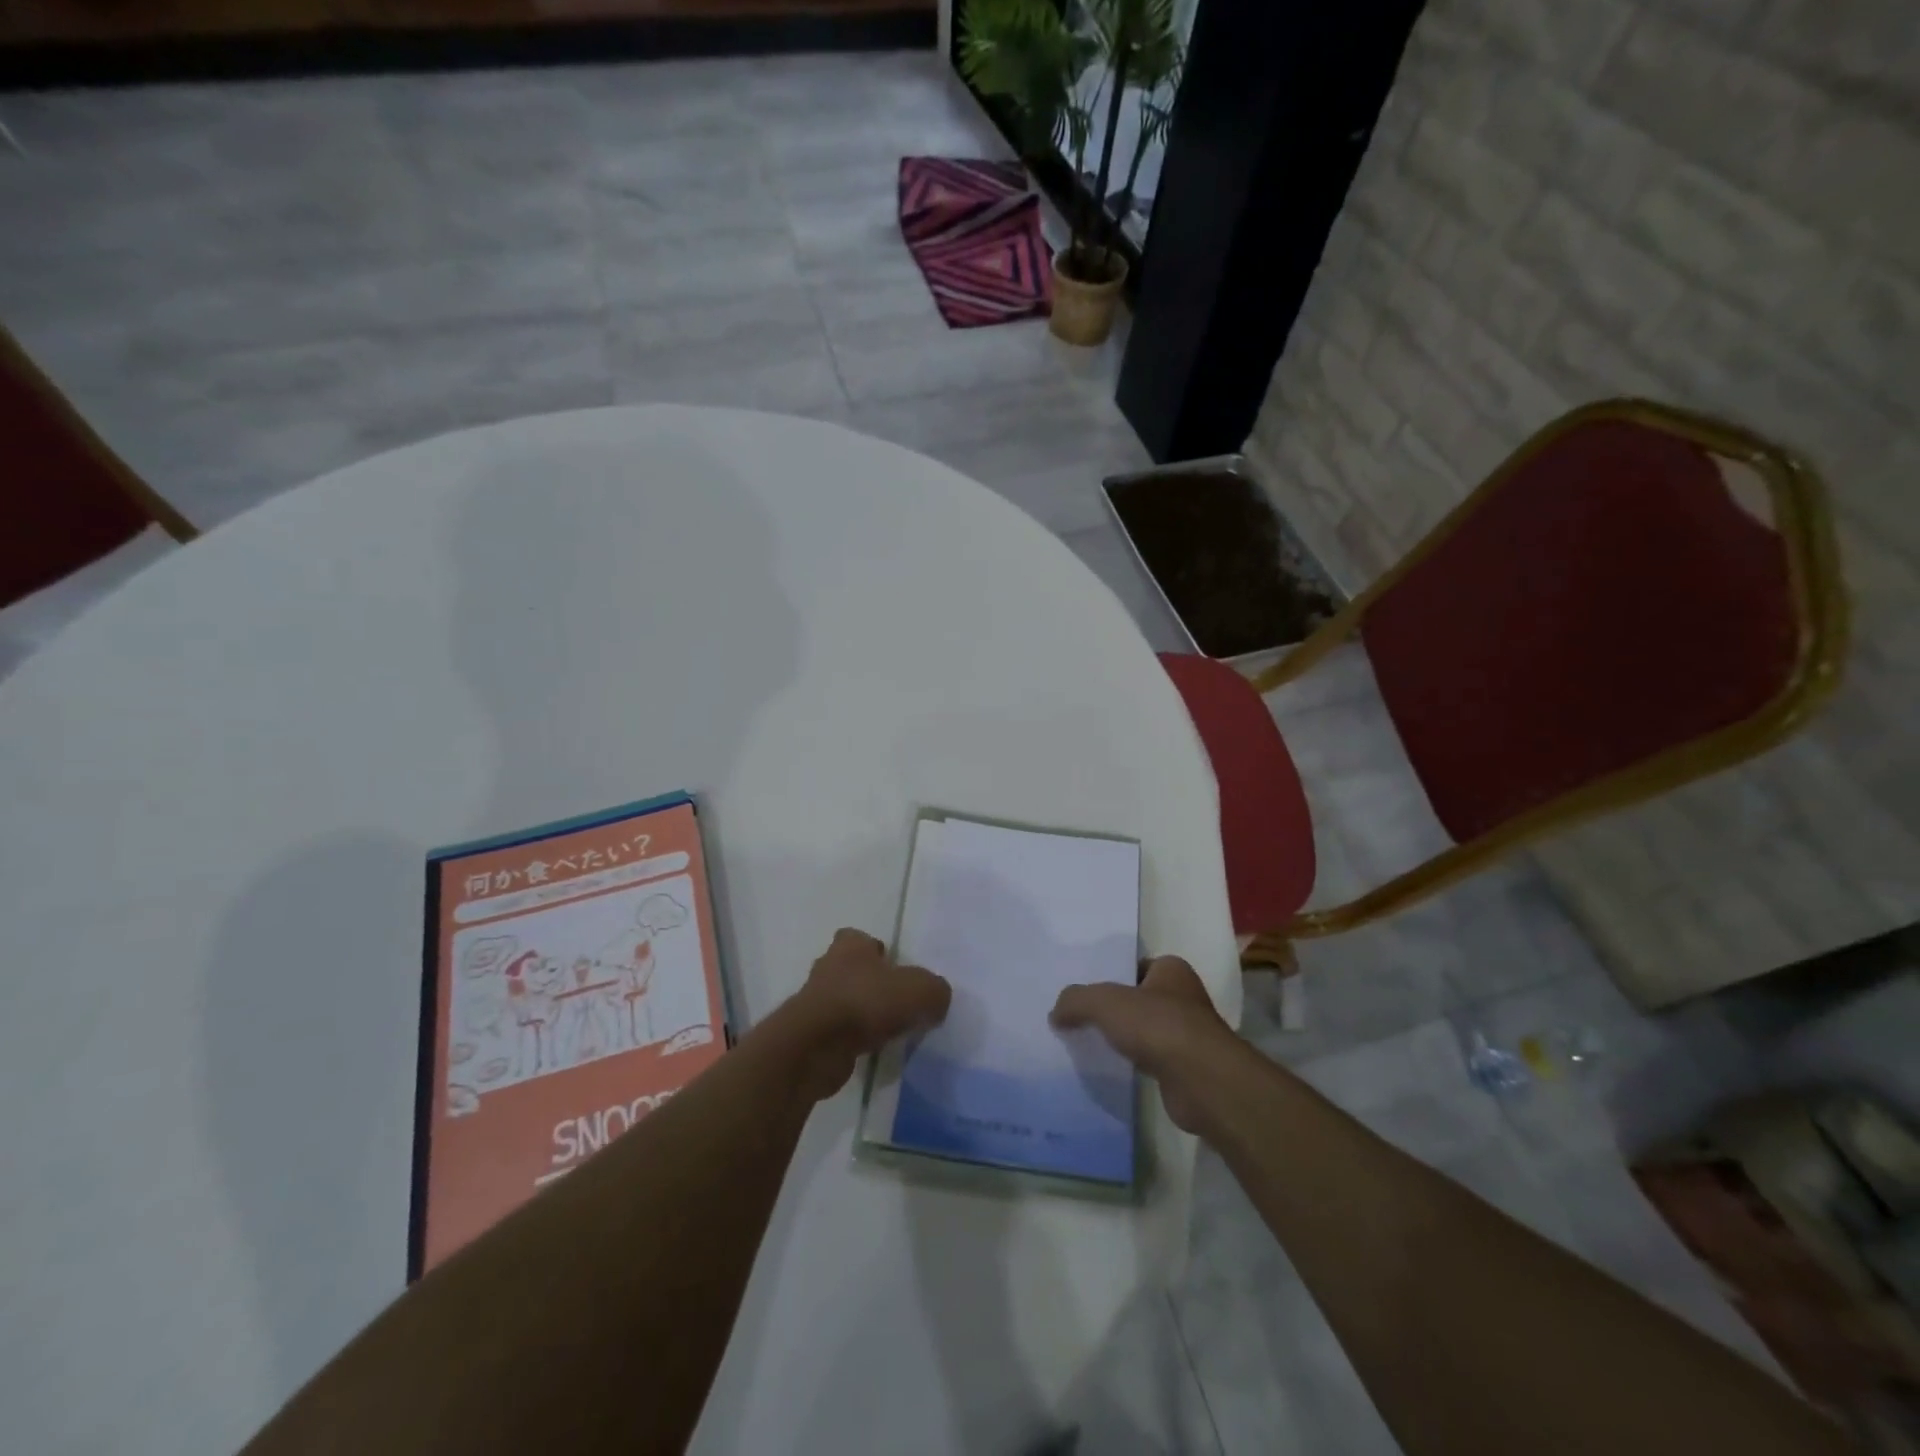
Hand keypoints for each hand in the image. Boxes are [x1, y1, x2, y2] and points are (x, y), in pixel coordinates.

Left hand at [787, 929, 950, 1099]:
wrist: (815, 1046)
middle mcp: (828, 967)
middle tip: (897, 1002)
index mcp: (850, 945)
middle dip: (870, 983)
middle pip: (852, 969)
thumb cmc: (866, 1002)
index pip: (860, 938)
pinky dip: (851, 1040)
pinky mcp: (809, 1033)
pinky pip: (837, 1032)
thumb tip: (937, 1000)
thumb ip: (935, 991)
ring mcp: (815, 1001)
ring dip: (861, 1013)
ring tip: (888, 1031)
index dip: (877, 951)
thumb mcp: (920, 991)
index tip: (895, 970)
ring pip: (844, 1001)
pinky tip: (871, 1051)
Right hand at [1050, 956, 1237, 1133]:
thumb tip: (1055, 1013)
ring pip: (1145, 1031)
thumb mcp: (1104, 1002)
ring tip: (1088, 1044)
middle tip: (1079, 1017)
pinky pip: (1151, 1060)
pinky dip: (1133, 1063)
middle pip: (1139, 999)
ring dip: (1124, 1038)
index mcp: (1172, 970)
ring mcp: (1188, 1035)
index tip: (1085, 990)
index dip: (1111, 975)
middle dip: (1114, 1009)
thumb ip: (1076, 1000)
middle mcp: (1184, 998)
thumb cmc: (1158, 1025)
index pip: (1136, 966)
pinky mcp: (1186, 1069)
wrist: (1202, 1081)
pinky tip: (1111, 1069)